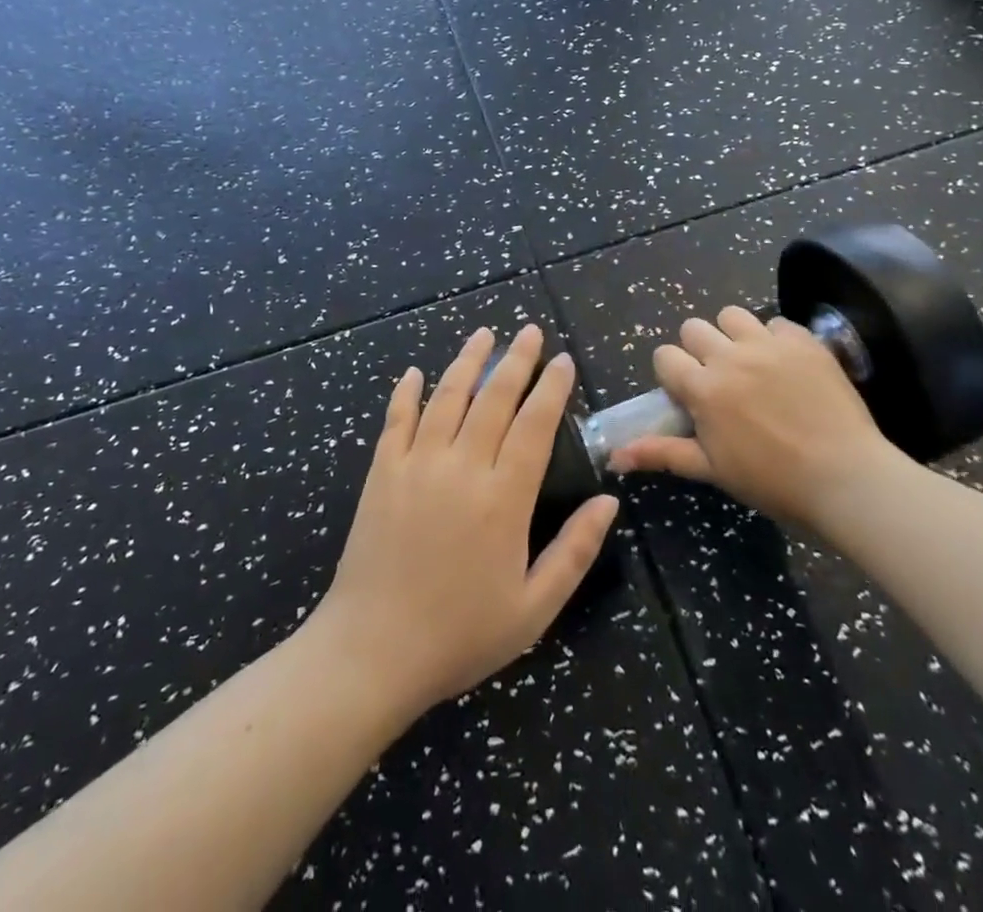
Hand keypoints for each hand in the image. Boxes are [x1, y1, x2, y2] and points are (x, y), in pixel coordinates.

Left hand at [310, 325, 619, 716]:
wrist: (372, 650)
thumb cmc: (460, 634)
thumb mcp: (533, 608)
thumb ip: (575, 551)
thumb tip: (609, 500)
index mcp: (503, 498)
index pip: (535, 425)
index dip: (552, 388)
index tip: (563, 360)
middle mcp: (461, 467)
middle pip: (494, 399)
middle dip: (516, 360)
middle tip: (530, 332)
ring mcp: (416, 464)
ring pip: (446, 396)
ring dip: (467, 361)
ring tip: (484, 334)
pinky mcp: (381, 472)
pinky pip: (396, 419)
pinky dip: (406, 392)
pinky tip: (415, 372)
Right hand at [607, 307, 903, 526]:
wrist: (846, 477)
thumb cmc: (773, 481)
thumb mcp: (713, 470)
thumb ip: (663, 453)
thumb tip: (614, 456)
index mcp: (703, 388)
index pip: (664, 356)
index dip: (672, 373)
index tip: (688, 394)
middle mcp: (729, 357)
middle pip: (694, 328)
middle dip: (698, 350)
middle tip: (719, 379)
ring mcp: (768, 344)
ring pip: (732, 315)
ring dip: (733, 335)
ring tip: (749, 362)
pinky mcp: (803, 341)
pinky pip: (777, 322)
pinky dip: (776, 338)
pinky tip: (787, 365)